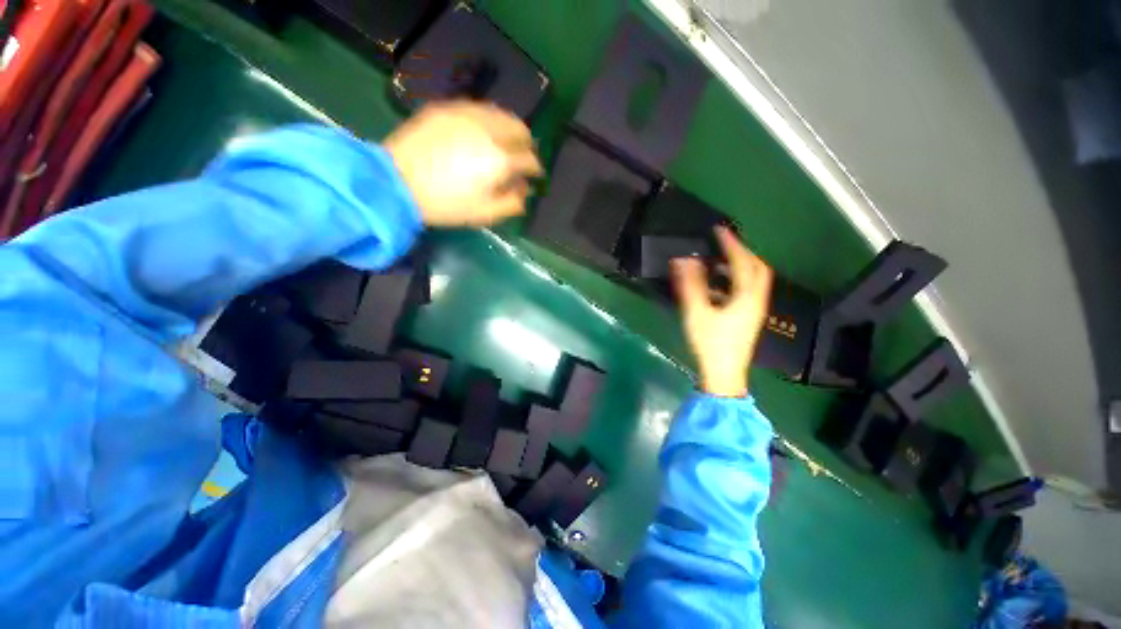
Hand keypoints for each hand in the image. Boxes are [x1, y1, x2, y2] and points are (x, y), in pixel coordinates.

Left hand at [383, 101, 542, 226]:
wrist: (397, 182)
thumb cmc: (445, 204)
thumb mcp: (484, 214)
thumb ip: (511, 203)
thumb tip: (525, 191)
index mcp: (500, 159)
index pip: (529, 159)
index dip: (535, 169)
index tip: (534, 175)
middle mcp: (489, 130)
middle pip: (519, 129)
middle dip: (526, 143)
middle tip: (522, 155)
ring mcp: (466, 115)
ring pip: (500, 114)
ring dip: (508, 128)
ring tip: (505, 141)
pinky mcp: (446, 109)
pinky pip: (477, 108)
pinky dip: (487, 119)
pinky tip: (481, 130)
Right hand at [671, 226, 773, 396]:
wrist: (724, 373)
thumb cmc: (711, 343)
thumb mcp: (697, 312)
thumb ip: (691, 285)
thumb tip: (685, 260)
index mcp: (747, 296)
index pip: (743, 262)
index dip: (732, 244)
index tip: (719, 230)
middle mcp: (756, 300)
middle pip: (758, 268)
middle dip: (743, 252)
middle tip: (725, 243)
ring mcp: (754, 309)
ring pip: (754, 279)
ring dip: (741, 265)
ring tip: (720, 259)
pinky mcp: (748, 317)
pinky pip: (747, 290)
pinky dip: (736, 279)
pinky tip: (718, 284)